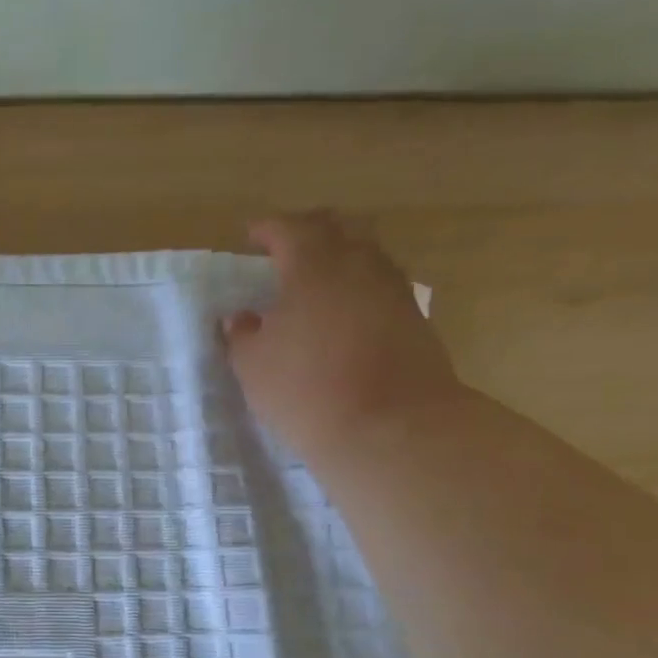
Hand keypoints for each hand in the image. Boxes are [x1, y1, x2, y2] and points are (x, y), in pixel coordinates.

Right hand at [221, 211, 460, 462]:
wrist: (392, 428)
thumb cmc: (306, 389)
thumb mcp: (253, 365)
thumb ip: (243, 335)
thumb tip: (242, 318)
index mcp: (314, 266)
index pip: (289, 229)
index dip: (268, 229)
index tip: (251, 235)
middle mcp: (359, 266)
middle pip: (338, 230)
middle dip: (310, 233)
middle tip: (286, 251)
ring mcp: (394, 291)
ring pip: (365, 257)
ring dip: (339, 262)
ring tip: (315, 286)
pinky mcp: (416, 321)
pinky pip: (380, 289)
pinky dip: (358, 292)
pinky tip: (342, 316)